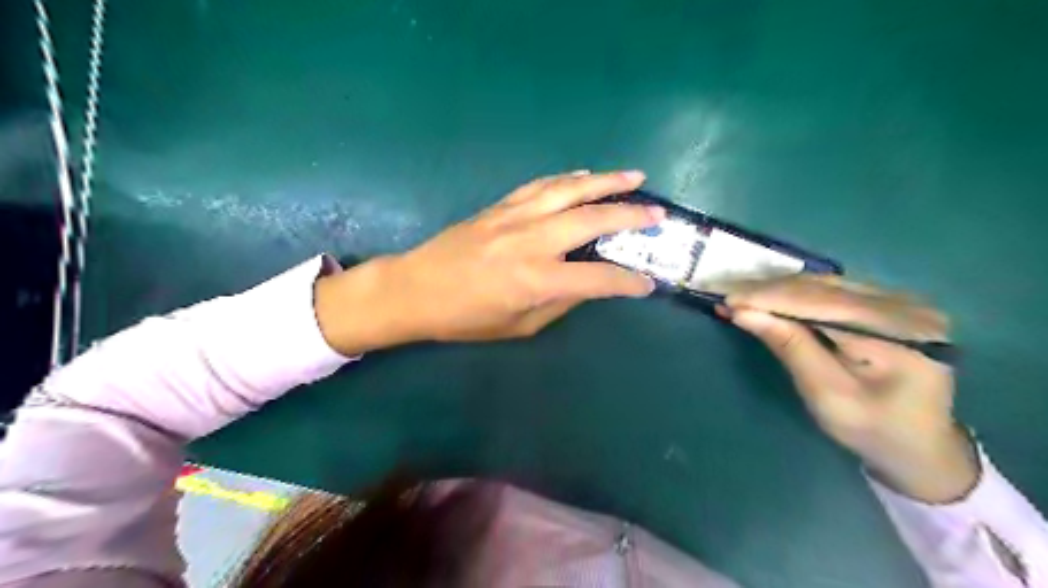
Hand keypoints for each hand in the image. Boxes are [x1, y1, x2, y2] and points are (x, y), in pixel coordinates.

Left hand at [314, 171, 665, 354]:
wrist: (416, 288)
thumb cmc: (466, 317)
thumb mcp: (519, 325)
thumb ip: (559, 302)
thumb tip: (589, 284)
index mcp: (536, 279)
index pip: (598, 279)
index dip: (628, 282)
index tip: (648, 283)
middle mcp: (532, 241)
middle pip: (592, 219)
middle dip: (631, 215)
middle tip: (658, 213)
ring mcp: (515, 216)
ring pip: (570, 189)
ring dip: (606, 181)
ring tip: (635, 176)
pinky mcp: (501, 205)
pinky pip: (542, 185)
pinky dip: (568, 178)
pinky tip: (585, 176)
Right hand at [727, 274, 977, 501]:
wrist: (920, 446)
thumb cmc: (873, 430)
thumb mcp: (827, 395)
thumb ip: (789, 348)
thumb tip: (743, 312)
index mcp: (901, 333)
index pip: (823, 303)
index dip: (771, 298)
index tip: (727, 300)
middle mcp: (906, 306)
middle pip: (824, 287)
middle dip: (769, 290)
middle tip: (725, 294)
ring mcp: (899, 301)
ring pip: (824, 284)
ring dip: (777, 289)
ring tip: (739, 295)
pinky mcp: (886, 304)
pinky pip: (832, 291)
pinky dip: (794, 294)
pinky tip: (768, 297)